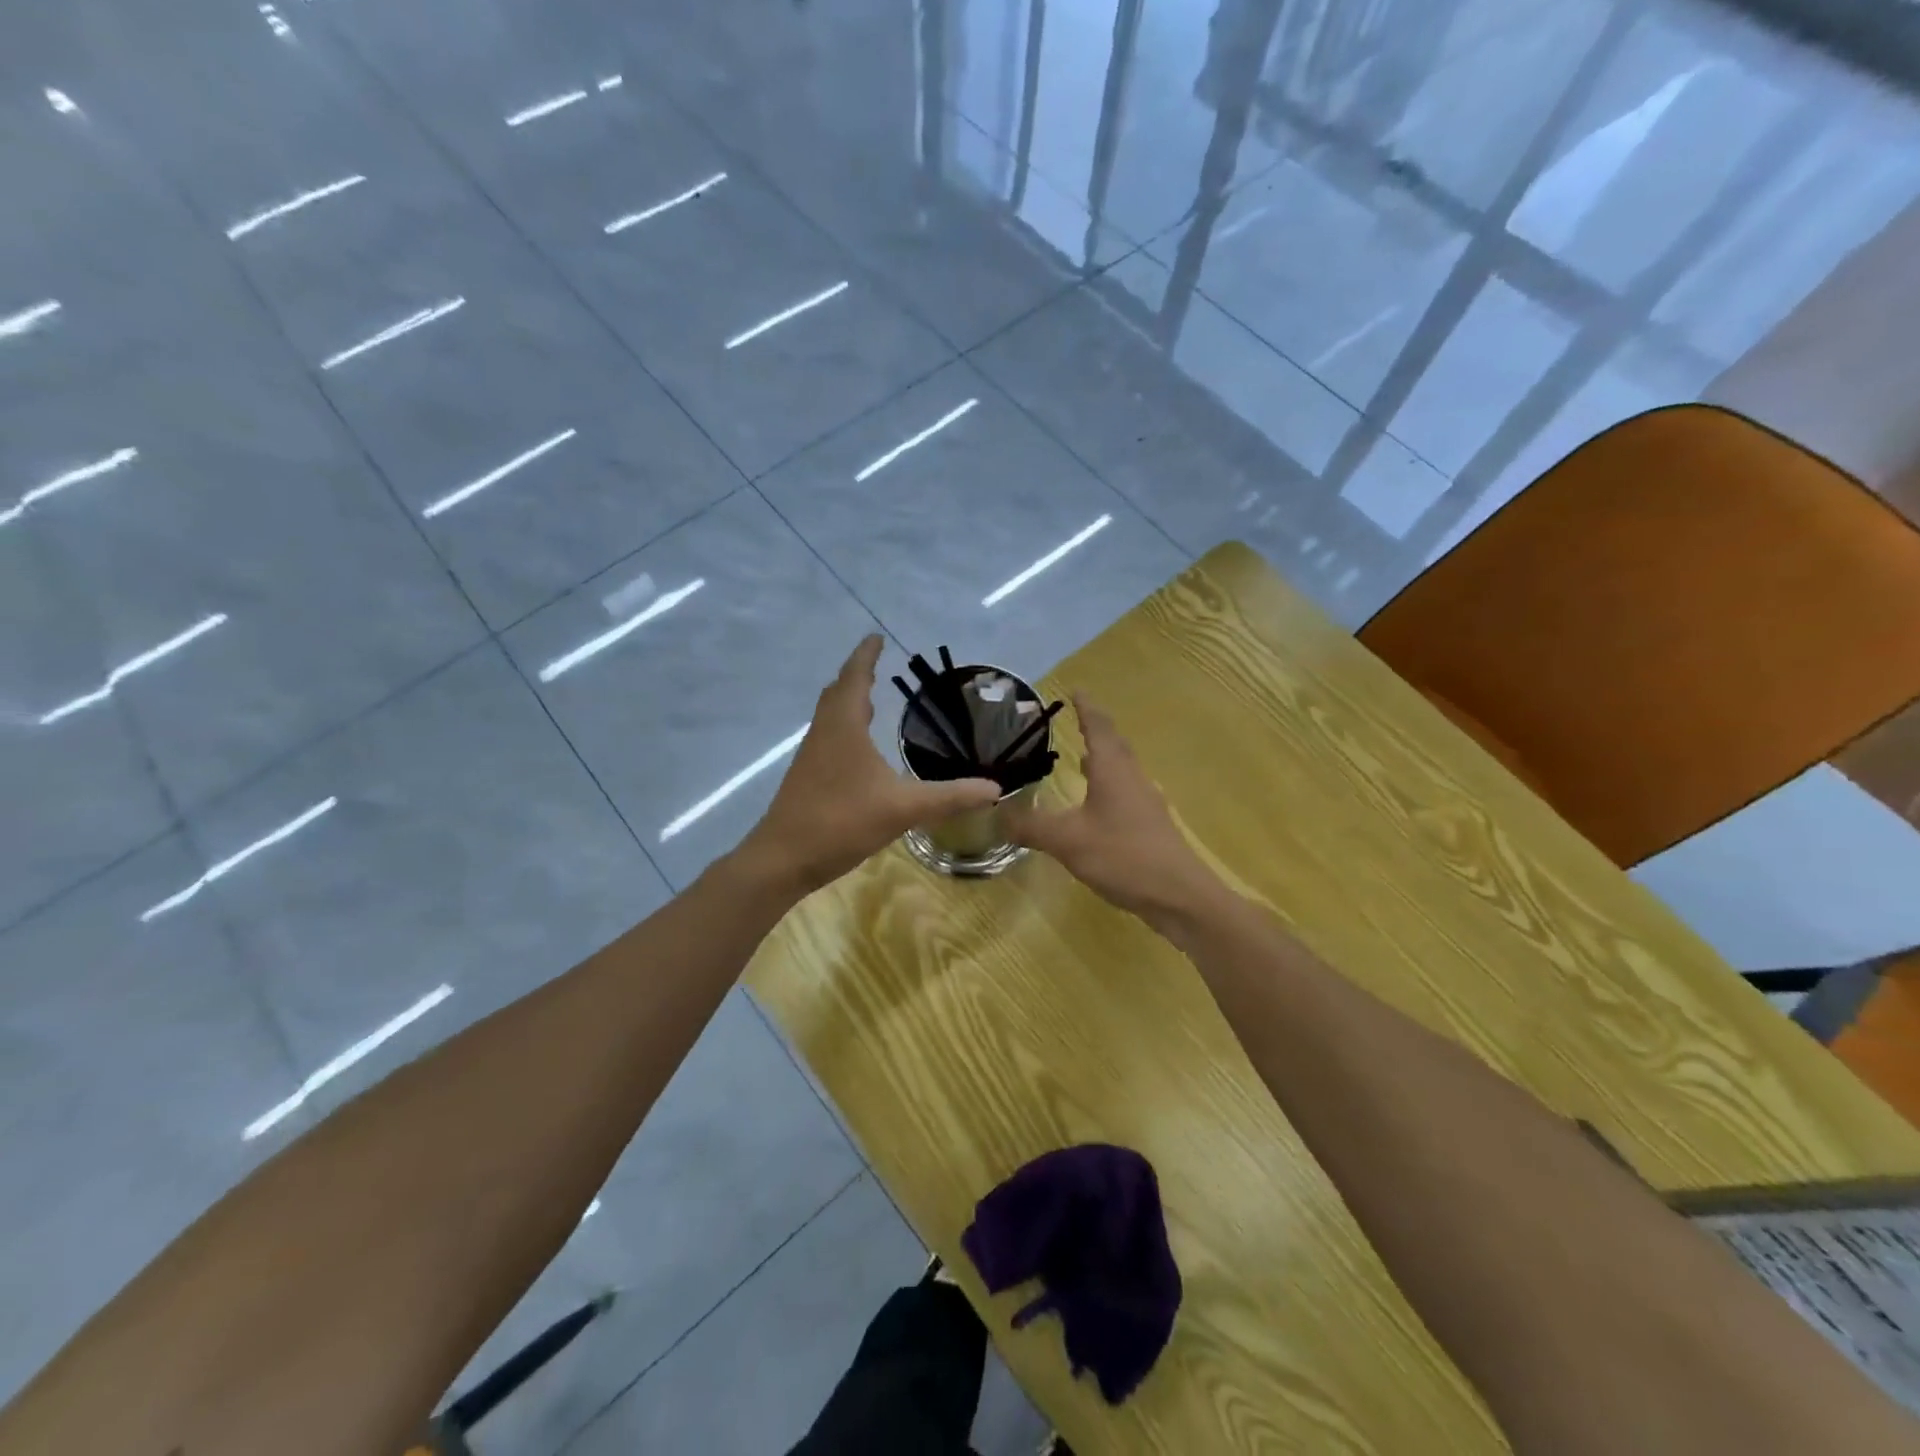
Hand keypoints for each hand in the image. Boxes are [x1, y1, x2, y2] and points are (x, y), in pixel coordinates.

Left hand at [739, 636, 1000, 894]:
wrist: (783, 859)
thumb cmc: (841, 821)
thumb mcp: (903, 808)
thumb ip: (950, 796)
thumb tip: (994, 786)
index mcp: (843, 726)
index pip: (854, 677)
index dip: (866, 656)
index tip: (876, 637)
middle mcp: (824, 733)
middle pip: (838, 692)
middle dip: (857, 675)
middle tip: (877, 665)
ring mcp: (812, 756)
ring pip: (830, 716)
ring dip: (849, 701)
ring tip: (872, 699)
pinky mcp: (807, 777)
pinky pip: (828, 737)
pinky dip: (845, 727)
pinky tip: (860, 749)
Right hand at [1003, 695, 1222, 924]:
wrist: (1180, 897)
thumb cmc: (1124, 857)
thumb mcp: (1068, 841)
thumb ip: (1031, 826)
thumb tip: (996, 814)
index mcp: (1112, 771)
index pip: (1098, 727)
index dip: (1086, 708)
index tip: (1076, 689)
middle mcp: (1132, 779)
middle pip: (1114, 745)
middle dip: (1095, 730)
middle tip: (1076, 720)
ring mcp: (1146, 803)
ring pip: (1122, 771)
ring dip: (1103, 760)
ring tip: (1081, 759)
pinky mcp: (1151, 827)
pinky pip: (1125, 794)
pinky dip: (1108, 788)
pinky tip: (1096, 807)